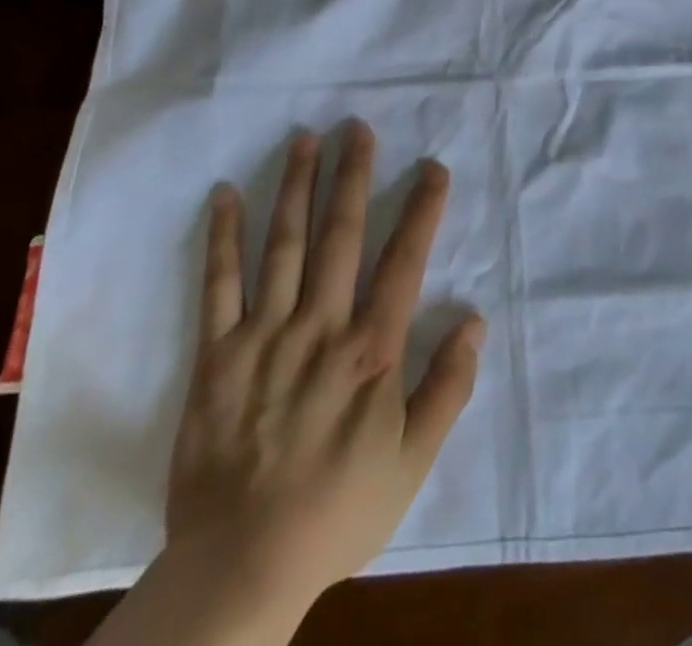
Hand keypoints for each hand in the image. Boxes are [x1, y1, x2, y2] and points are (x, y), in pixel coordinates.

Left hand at [166, 121, 483, 609]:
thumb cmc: (337, 511)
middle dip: (353, 177)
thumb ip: (448, 388)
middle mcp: (320, 327)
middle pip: (340, 236)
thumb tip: (474, 320)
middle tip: (358, 128)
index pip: (403, 263)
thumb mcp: (413, 462)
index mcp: (370, 351)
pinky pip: (218, 284)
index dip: (421, 211)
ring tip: (307, 139)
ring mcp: (265, 334)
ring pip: (284, 244)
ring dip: (297, 187)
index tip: (433, 169)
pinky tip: (226, 193)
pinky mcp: (216, 352)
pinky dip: (223, 236)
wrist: (243, 564)